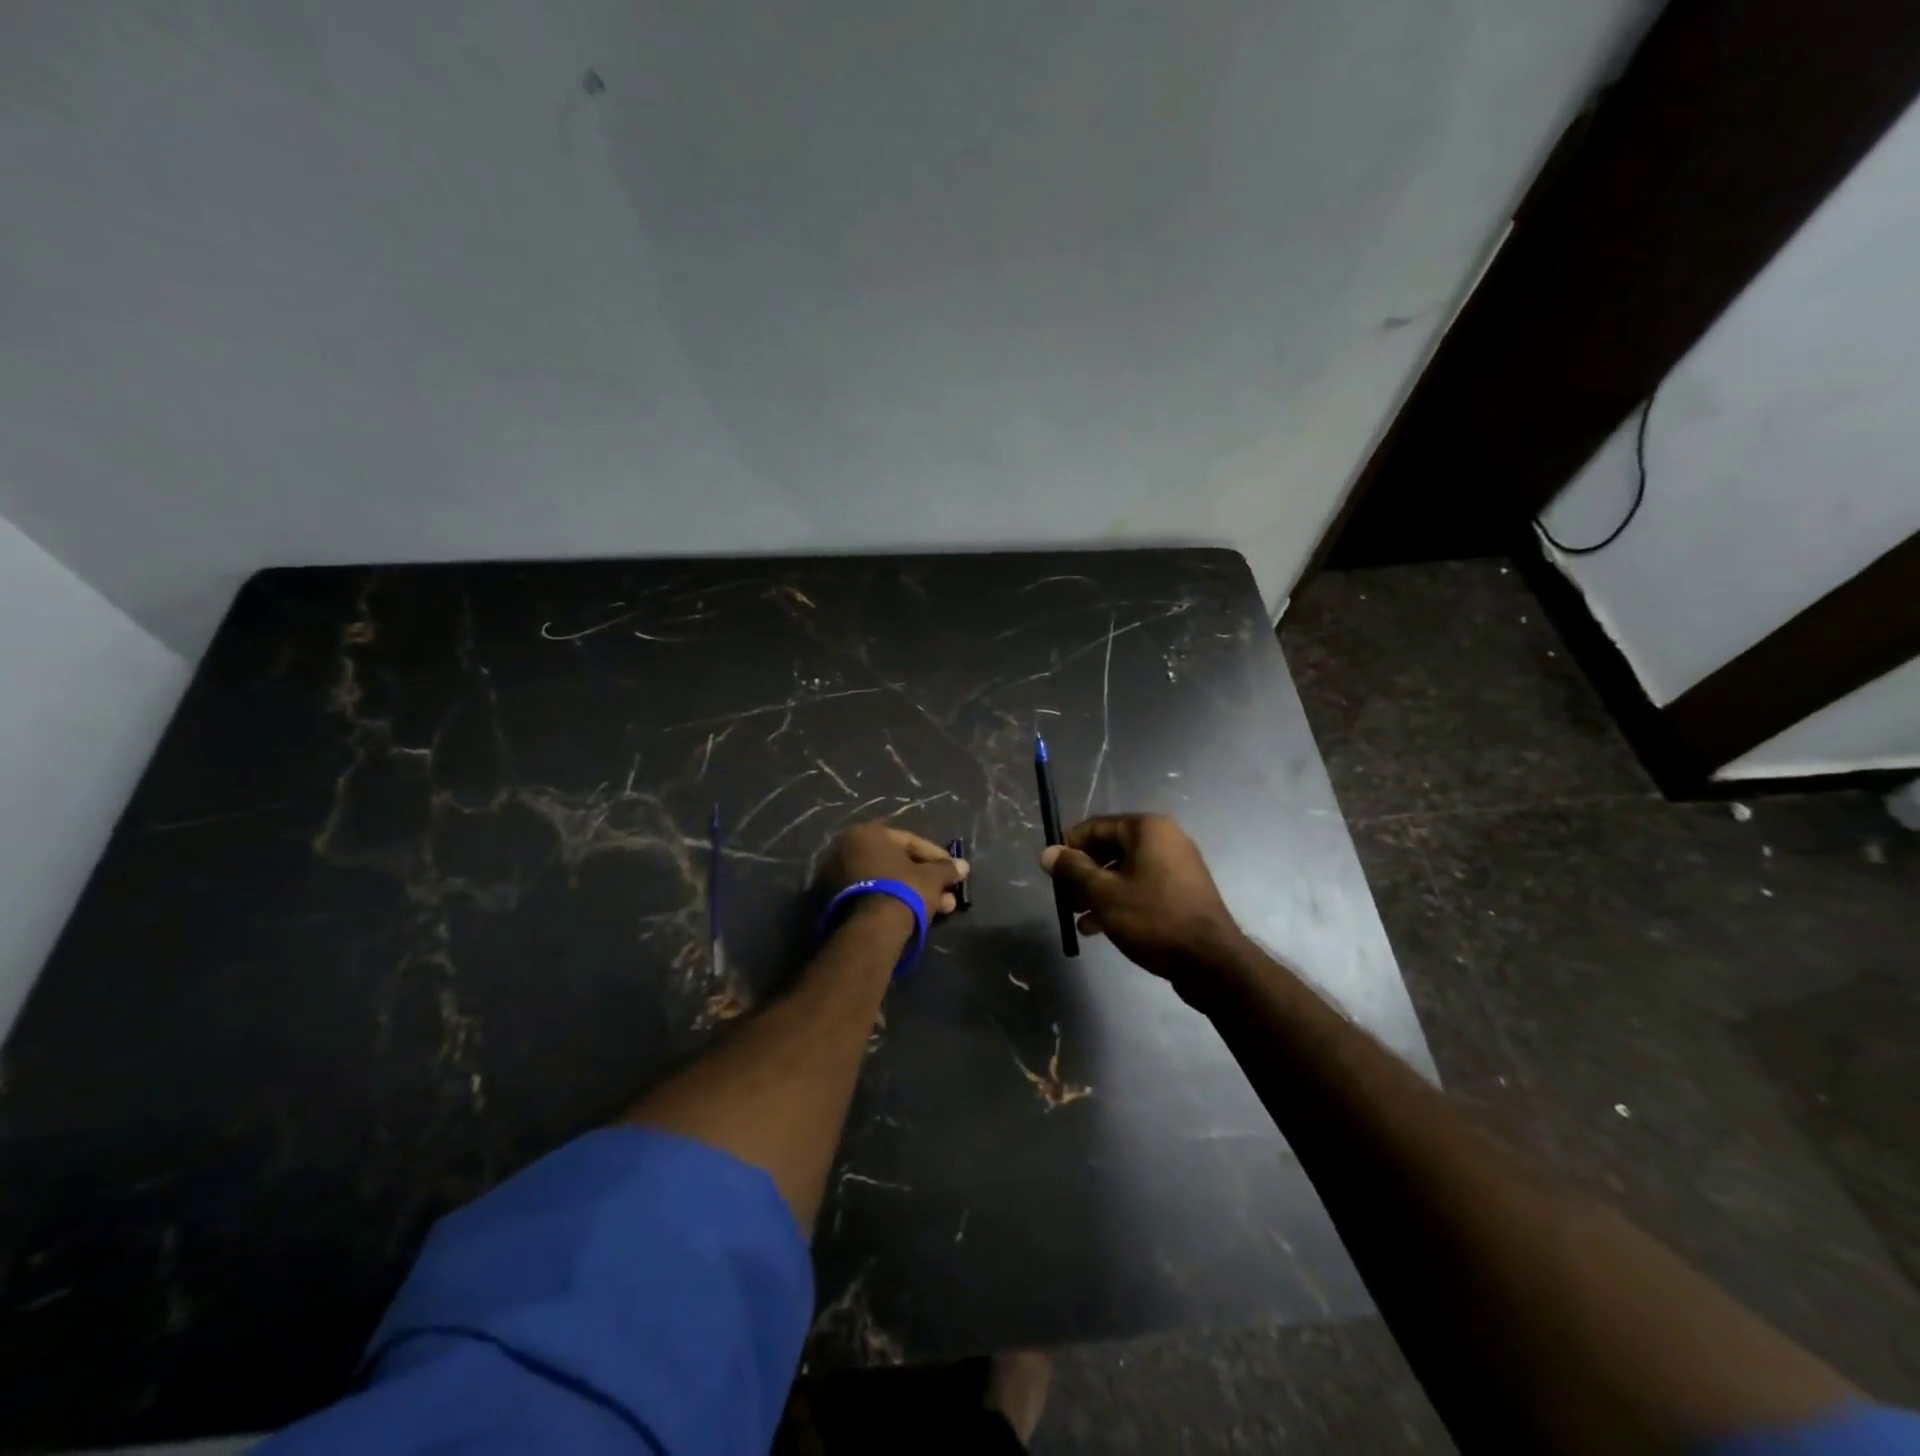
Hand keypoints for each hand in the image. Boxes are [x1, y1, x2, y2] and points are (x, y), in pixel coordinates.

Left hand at [822, 823, 968, 921]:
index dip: (936, 857)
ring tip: (942, 909)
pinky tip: (918, 914)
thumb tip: (963, 866)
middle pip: (897, 864)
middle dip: (926, 879)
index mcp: (867, 834)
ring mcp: (838, 877)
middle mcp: (847, 849)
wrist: (870, 929)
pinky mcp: (836, 902)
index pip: (910, 842)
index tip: (954, 869)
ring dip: (915, 893)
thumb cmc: (903, 890)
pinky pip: (875, 895)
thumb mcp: (931, 878)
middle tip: (948, 894)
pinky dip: (896, 902)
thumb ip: (946, 869)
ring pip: (887, 882)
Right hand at [1040, 814, 1243, 988]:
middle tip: (1063, 897)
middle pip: (1110, 849)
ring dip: (1097, 891)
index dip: (1069, 846)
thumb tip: (1048, 853)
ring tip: (1077, 917)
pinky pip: (1141, 888)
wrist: (1211, 962)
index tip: (1051, 870)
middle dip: (1083, 873)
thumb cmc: (1154, 919)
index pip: (1096, 827)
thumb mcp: (1104, 894)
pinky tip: (1097, 928)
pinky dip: (1119, 901)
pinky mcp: (1181, 893)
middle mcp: (1165, 840)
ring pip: (1124, 872)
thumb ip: (1073, 871)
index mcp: (1147, 829)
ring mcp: (1176, 867)